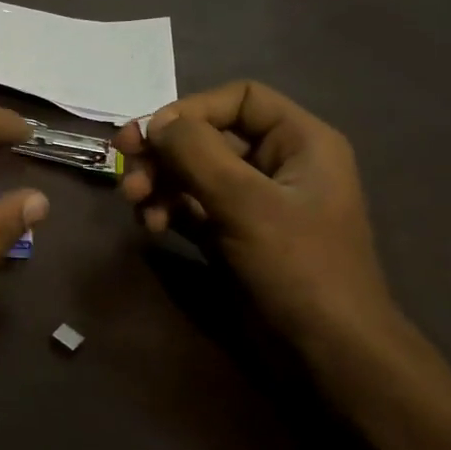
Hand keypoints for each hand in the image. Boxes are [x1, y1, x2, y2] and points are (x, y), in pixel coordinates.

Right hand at [111, 80, 396, 345]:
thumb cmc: (297, 266)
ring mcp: (253, 201)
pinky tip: (150, 227)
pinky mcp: (233, 233)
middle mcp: (277, 164)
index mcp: (300, 142)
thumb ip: (198, 154)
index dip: (192, 109)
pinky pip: (191, 206)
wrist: (326, 349)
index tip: (151, 135)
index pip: (239, 99)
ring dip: (158, 182)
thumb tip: (156, 123)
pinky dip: (167, 210)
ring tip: (134, 204)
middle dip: (164, 152)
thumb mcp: (246, 203)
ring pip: (193, 173)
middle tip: (124, 167)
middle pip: (208, 136)